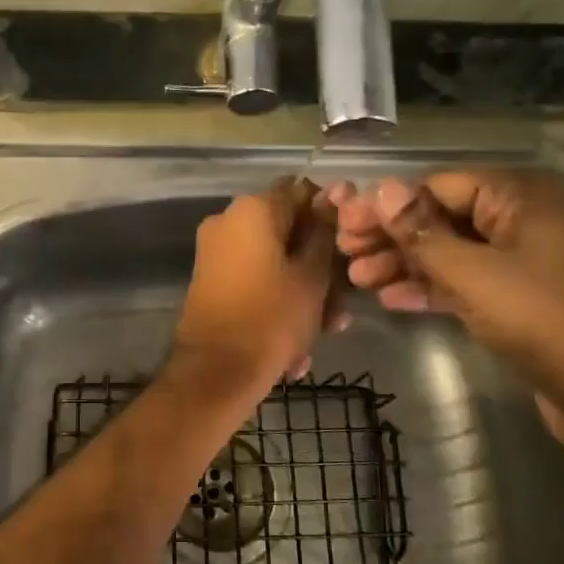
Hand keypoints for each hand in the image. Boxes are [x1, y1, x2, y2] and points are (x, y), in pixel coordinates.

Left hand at [170, 177, 343, 394]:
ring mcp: (216, 254)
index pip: (301, 191)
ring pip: (274, 263)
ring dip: (303, 294)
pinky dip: (277, 305)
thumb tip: (335, 192)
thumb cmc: (272, 318)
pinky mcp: (212, 283)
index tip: (351, 244)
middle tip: (342, 303)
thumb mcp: (312, 276)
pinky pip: (255, 283)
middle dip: (319, 266)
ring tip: (324, 331)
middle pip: (287, 232)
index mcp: (252, 210)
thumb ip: (324, 232)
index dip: (331, 214)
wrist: (215, 372)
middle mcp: (228, 223)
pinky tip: (297, 349)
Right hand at [329, 169, 563, 445]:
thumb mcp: (473, 273)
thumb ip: (422, 231)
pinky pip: (473, 281)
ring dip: (407, 264)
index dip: (387, 206)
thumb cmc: (546, 319)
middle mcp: (529, 217)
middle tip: (346, 256)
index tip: (344, 227)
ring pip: (456, 251)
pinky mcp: (530, 297)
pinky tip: (393, 300)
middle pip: (445, 217)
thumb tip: (382, 187)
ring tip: (359, 280)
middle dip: (393, 237)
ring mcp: (532, 259)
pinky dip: (436, 288)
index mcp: (523, 195)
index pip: (438, 185)